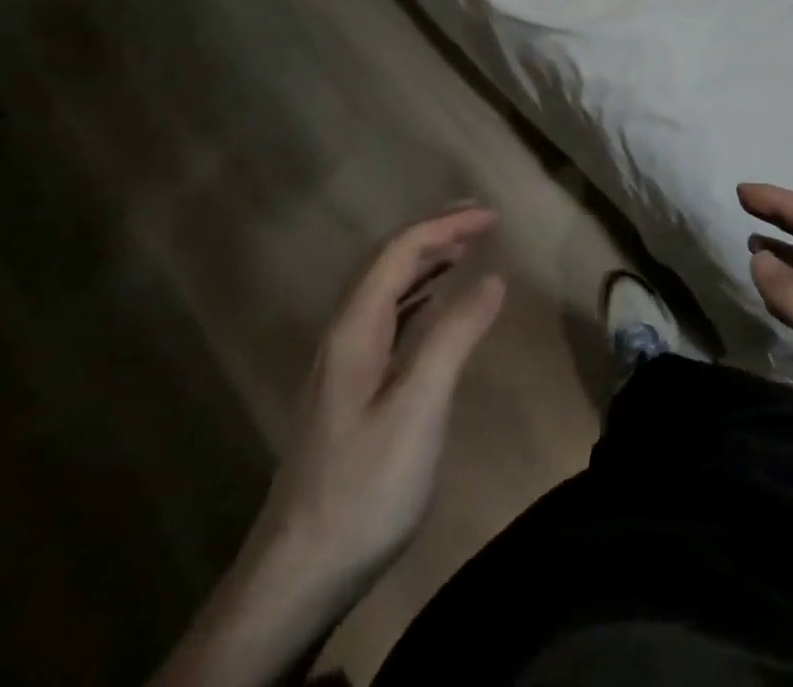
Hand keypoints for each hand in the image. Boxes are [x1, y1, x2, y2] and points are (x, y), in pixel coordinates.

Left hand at [258, 206, 506, 595]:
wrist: (298, 575)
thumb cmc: (365, 485)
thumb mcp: (419, 407)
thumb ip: (455, 335)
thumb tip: (492, 278)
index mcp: (354, 328)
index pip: (400, 250)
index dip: (447, 224)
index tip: (494, 217)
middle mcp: (343, 334)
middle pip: (387, 261)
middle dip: (435, 231)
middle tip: (482, 220)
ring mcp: (343, 363)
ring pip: (385, 289)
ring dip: (426, 259)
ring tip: (466, 248)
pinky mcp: (350, 390)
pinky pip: (387, 318)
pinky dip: (418, 295)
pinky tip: (435, 306)